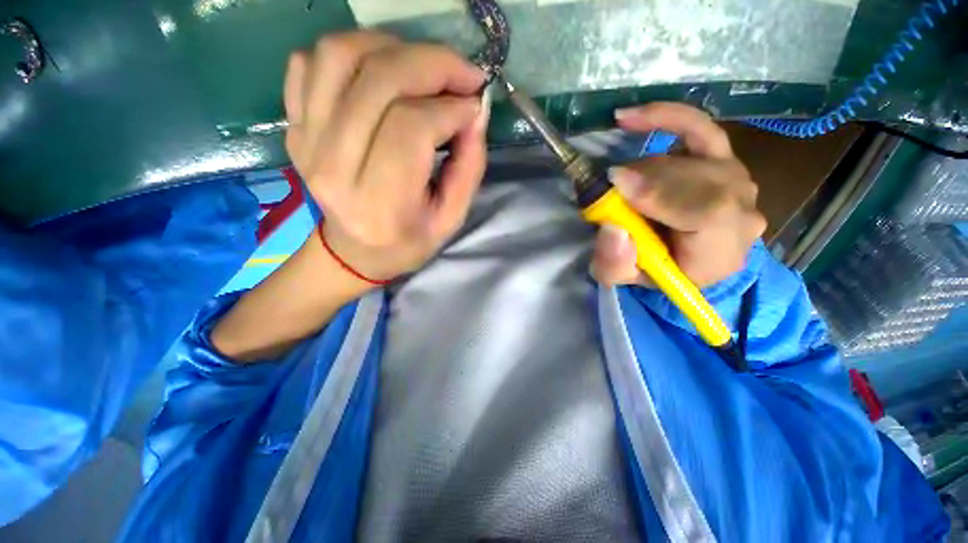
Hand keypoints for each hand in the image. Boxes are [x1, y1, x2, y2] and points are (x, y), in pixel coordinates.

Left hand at [284, 32, 489, 283]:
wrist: (354, 251)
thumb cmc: (408, 241)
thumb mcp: (451, 218)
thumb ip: (469, 168)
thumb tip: (475, 111)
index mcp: (380, 202)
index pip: (411, 128)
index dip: (450, 106)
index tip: (474, 106)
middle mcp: (334, 167)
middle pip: (378, 81)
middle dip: (432, 64)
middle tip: (462, 74)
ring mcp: (306, 141)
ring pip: (340, 56)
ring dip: (393, 47)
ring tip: (424, 67)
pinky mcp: (294, 126)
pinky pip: (309, 62)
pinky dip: (350, 52)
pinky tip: (381, 74)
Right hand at [591, 103, 765, 287]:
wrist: (680, 258)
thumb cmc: (652, 272)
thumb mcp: (622, 278)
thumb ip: (615, 264)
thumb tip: (612, 227)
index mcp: (720, 253)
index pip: (710, 214)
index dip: (664, 194)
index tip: (619, 183)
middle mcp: (743, 213)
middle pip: (701, 180)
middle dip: (646, 180)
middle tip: (608, 187)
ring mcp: (738, 181)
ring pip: (692, 158)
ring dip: (646, 169)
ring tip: (620, 184)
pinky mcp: (724, 159)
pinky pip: (700, 128)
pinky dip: (666, 117)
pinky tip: (631, 117)